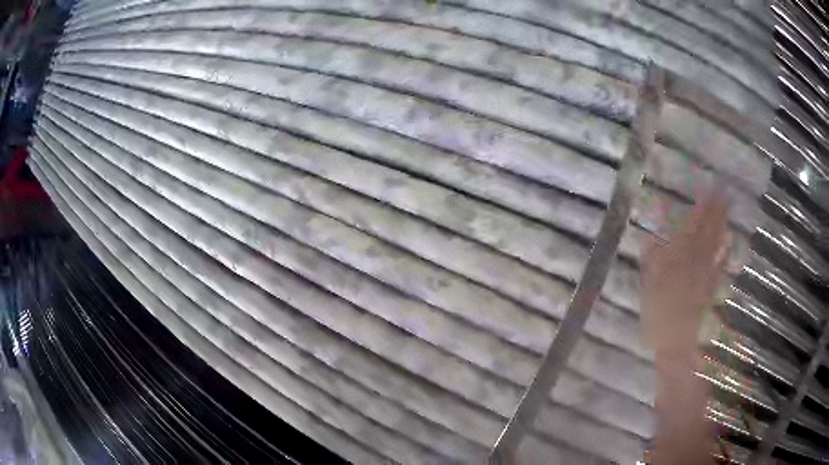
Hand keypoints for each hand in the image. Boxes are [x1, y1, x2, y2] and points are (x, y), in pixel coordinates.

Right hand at [641, 196, 730, 353]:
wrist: (675, 343)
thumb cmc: (657, 317)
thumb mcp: (648, 288)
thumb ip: (651, 262)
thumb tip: (653, 238)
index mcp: (676, 262)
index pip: (688, 230)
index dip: (698, 211)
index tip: (704, 192)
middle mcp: (694, 263)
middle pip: (705, 233)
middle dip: (713, 212)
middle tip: (721, 192)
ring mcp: (705, 274)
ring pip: (714, 244)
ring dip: (720, 225)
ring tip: (726, 207)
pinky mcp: (711, 286)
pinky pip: (720, 265)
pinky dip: (725, 251)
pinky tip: (730, 239)